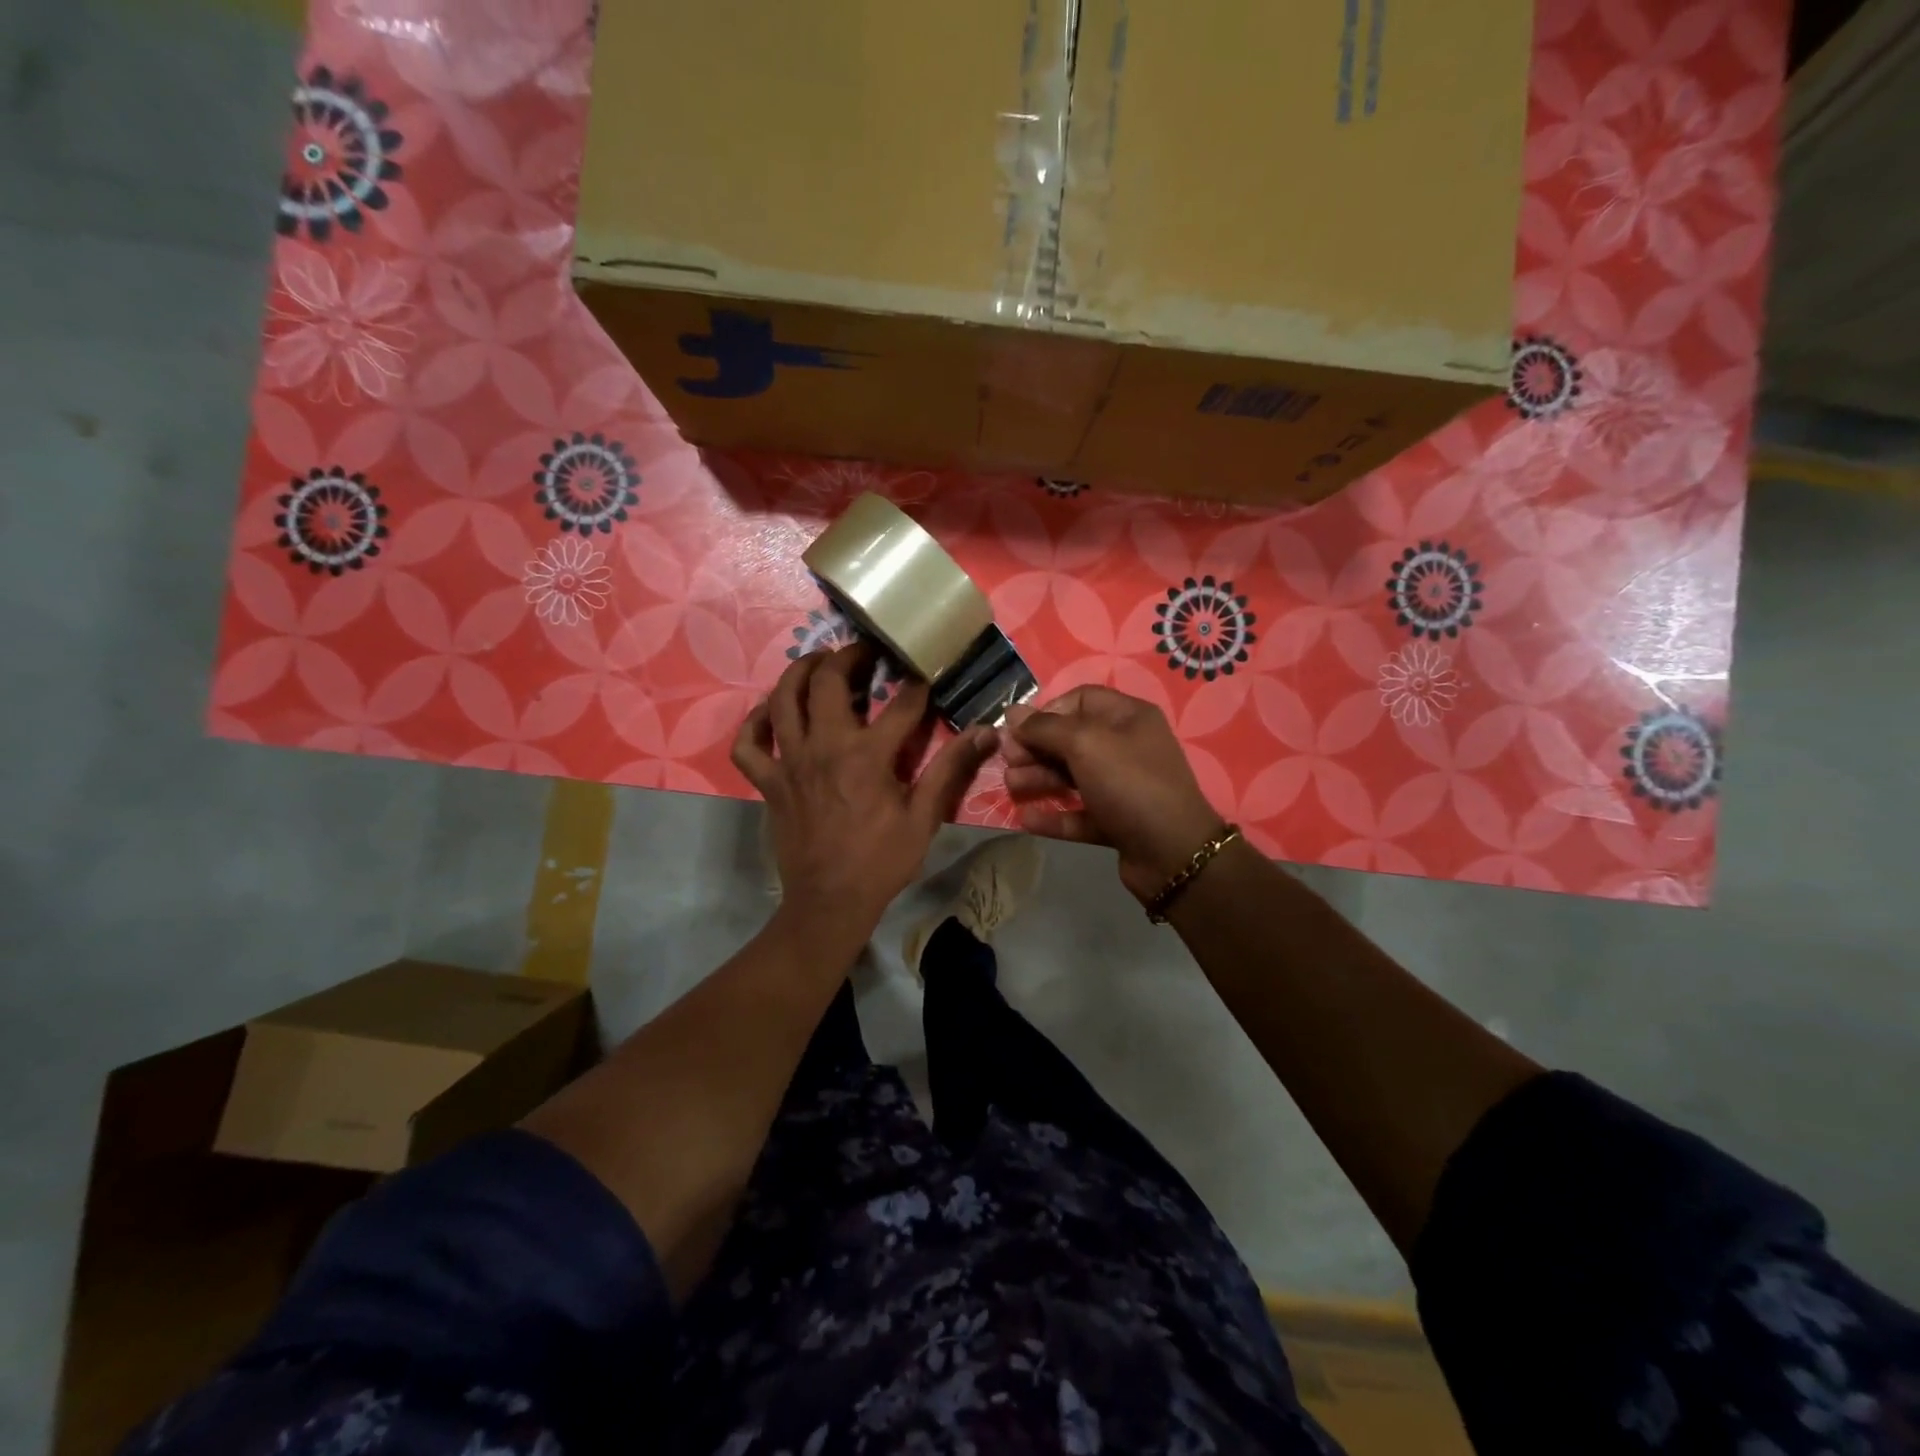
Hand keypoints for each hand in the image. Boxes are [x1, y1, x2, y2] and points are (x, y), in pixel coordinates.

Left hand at [733, 645, 997, 946]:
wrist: (829, 902)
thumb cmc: (881, 861)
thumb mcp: (924, 818)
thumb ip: (950, 769)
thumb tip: (985, 732)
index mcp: (867, 756)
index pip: (900, 704)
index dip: (917, 685)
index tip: (925, 672)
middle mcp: (824, 747)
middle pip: (828, 681)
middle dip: (848, 657)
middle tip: (864, 653)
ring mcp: (790, 762)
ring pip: (783, 699)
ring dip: (800, 671)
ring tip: (818, 662)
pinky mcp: (768, 781)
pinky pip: (748, 743)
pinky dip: (754, 722)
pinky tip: (770, 713)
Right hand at [1004, 686, 1225, 902]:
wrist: (1173, 853)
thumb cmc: (1129, 784)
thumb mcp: (1085, 744)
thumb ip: (1045, 727)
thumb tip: (1012, 713)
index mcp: (1128, 717)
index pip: (1080, 700)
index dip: (1046, 712)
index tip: (1019, 730)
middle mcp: (1127, 747)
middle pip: (1071, 740)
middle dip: (1036, 749)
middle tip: (1008, 761)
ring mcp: (1123, 787)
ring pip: (1071, 777)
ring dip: (1038, 779)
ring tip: (1011, 788)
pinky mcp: (1116, 822)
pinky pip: (1079, 813)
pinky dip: (1053, 815)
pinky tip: (1026, 820)